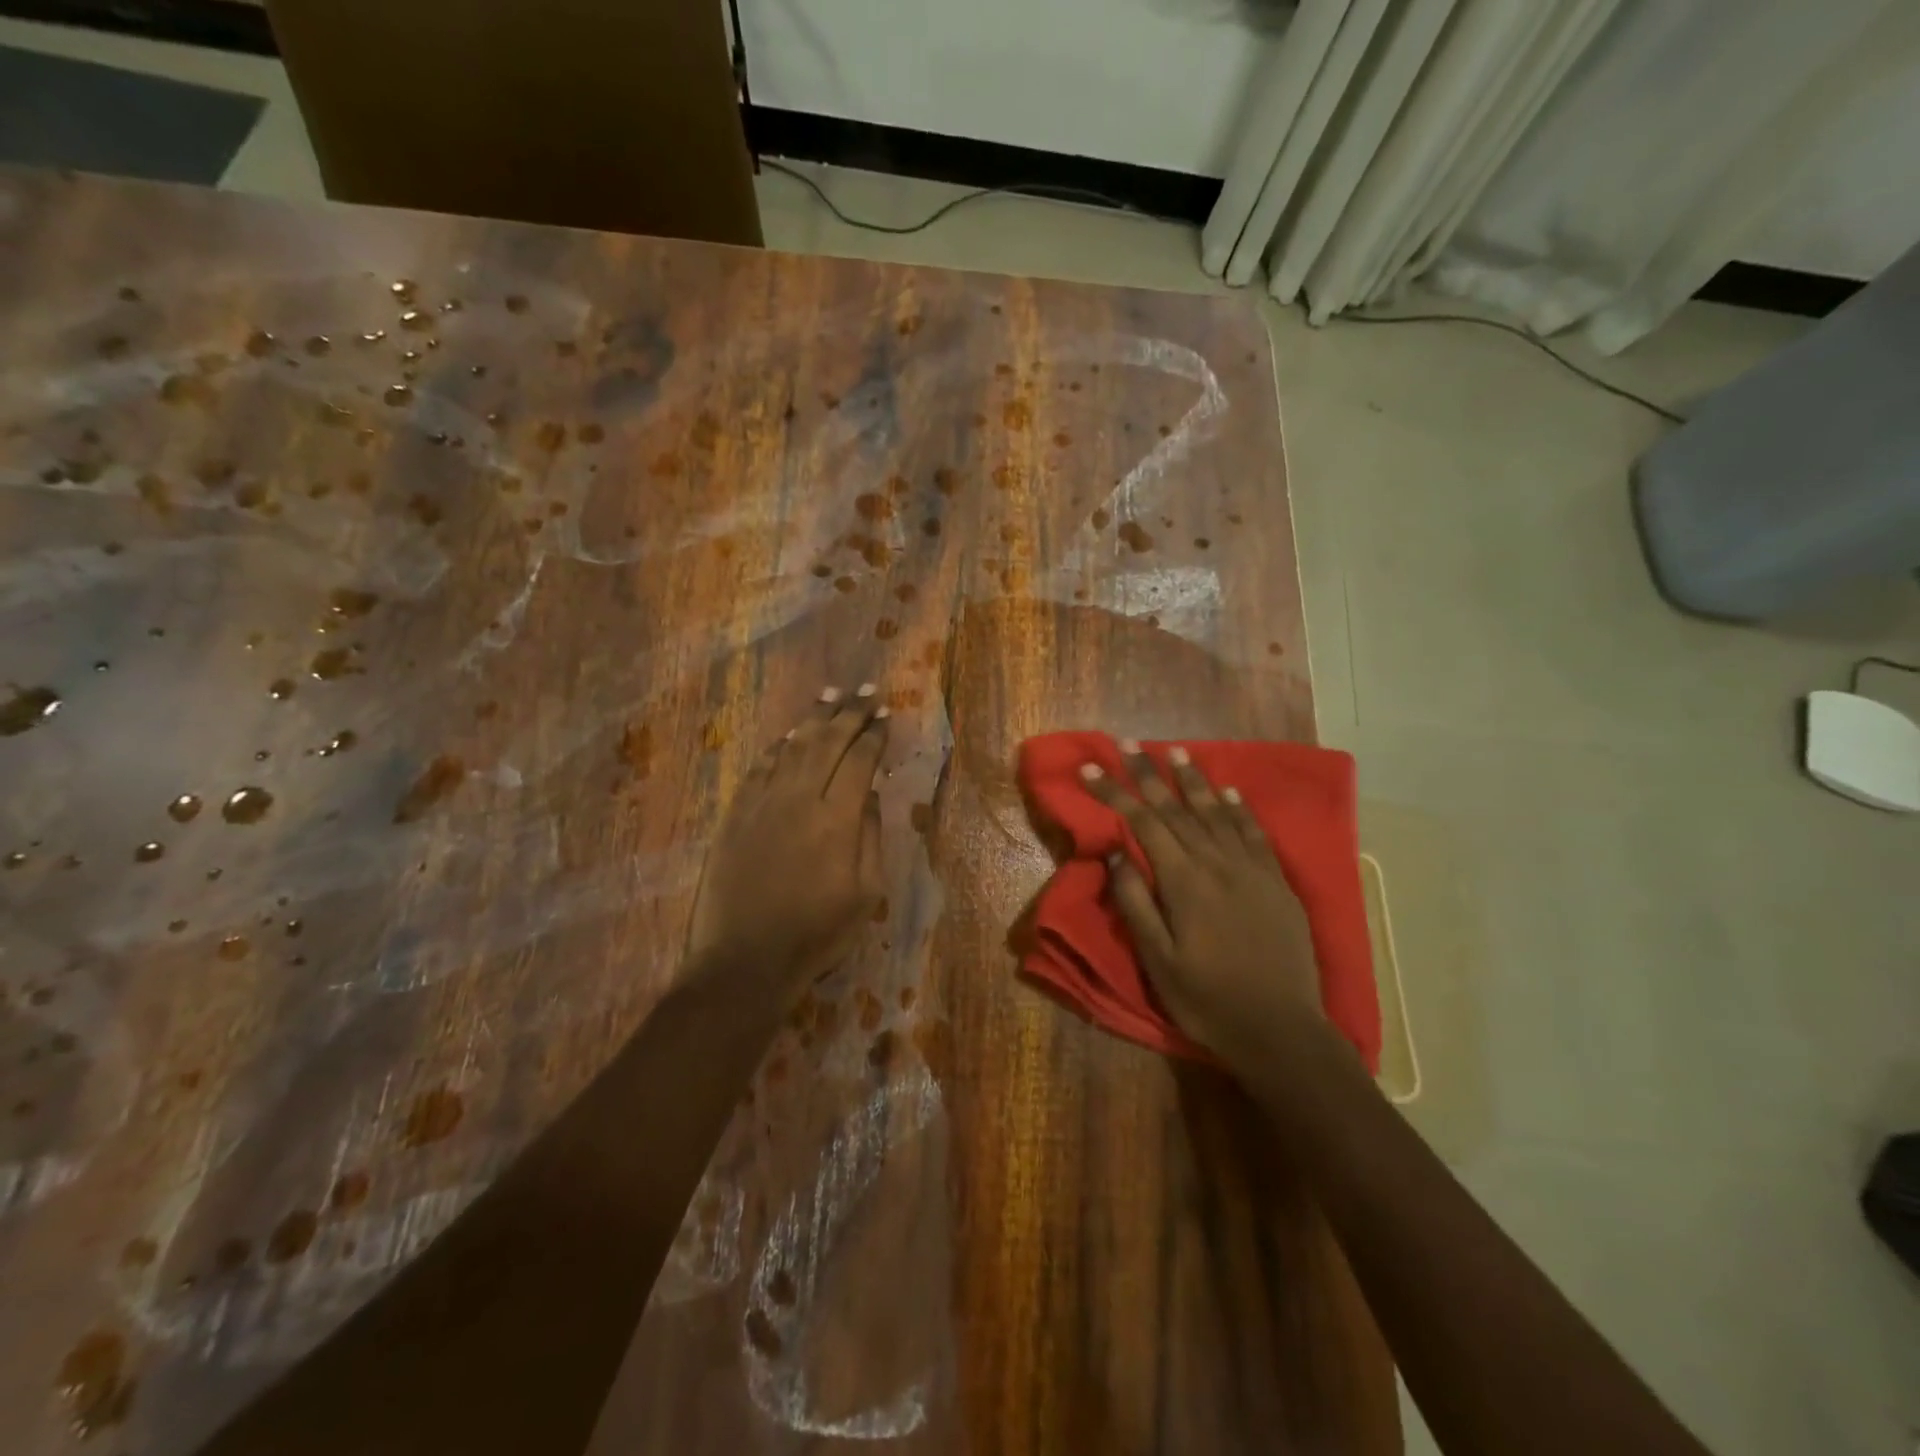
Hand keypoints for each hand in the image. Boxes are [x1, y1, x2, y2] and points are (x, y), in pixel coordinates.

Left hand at [686, 684, 887, 994]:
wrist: (746, 959)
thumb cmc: (817, 933)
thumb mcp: (866, 893)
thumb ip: (871, 837)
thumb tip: (871, 796)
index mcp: (837, 818)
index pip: (859, 760)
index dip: (874, 734)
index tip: (885, 714)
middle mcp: (799, 798)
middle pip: (827, 742)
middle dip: (849, 712)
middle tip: (865, 690)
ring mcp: (763, 804)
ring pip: (792, 747)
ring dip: (813, 718)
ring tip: (830, 695)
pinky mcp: (736, 815)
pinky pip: (759, 768)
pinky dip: (778, 746)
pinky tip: (788, 736)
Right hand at [1080, 740, 1329, 1074]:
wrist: (1281, 1030)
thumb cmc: (1207, 1000)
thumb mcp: (1157, 960)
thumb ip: (1135, 902)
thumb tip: (1115, 854)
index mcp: (1184, 881)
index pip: (1142, 822)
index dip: (1114, 792)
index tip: (1091, 768)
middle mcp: (1217, 863)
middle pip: (1177, 808)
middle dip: (1149, 774)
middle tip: (1129, 743)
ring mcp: (1252, 870)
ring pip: (1217, 812)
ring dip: (1194, 780)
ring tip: (1176, 751)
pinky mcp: (1277, 883)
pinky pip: (1255, 834)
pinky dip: (1240, 809)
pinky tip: (1230, 791)